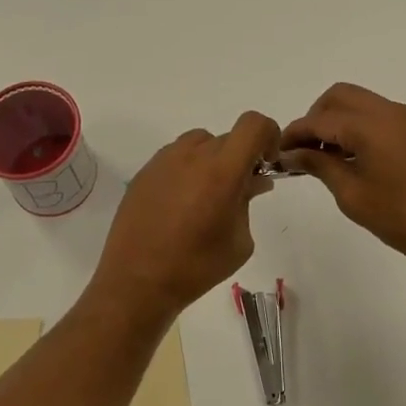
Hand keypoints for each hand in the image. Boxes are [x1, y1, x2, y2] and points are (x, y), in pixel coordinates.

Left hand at [88, 112, 280, 321]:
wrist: (137, 281)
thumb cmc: (197, 266)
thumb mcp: (239, 241)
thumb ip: (248, 202)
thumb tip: (252, 181)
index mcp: (221, 170)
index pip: (254, 125)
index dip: (268, 136)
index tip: (265, 164)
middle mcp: (192, 155)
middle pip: (227, 138)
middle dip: (240, 159)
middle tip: (238, 193)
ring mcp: (164, 160)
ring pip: (199, 143)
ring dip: (212, 161)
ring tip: (206, 197)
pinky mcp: (144, 172)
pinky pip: (175, 158)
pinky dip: (187, 170)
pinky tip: (180, 204)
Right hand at [280, 83, 405, 282]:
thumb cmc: (405, 218)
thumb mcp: (353, 195)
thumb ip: (320, 167)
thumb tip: (293, 154)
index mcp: (371, 125)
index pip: (320, 119)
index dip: (294, 133)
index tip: (278, 153)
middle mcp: (390, 112)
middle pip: (340, 97)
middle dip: (315, 118)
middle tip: (304, 151)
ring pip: (361, 104)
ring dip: (338, 122)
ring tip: (325, 159)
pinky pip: (379, 117)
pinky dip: (359, 128)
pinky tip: (353, 160)